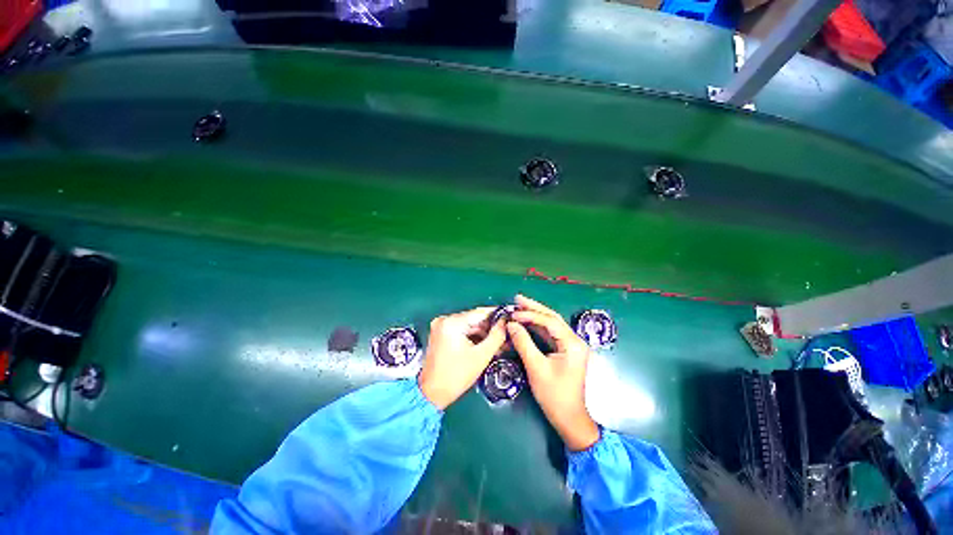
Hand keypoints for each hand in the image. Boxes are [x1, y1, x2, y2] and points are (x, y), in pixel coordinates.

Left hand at [418, 307, 506, 409]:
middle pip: (474, 319)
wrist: (432, 394)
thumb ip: (497, 336)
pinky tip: (484, 345)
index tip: (509, 318)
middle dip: (490, 328)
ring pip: (469, 326)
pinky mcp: (440, 334)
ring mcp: (441, 327)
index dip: (497, 315)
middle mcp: (444, 320)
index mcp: (452, 323)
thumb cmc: (455, 376)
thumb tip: (505, 323)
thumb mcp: (481, 356)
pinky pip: (461, 331)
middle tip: (506, 336)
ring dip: (483, 334)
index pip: (480, 313)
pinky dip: (473, 337)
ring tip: (498, 344)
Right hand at [507, 295, 599, 451]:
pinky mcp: (565, 350)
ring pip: (551, 324)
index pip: (550, 321)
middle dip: (534, 307)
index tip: (513, 313)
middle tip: (517, 298)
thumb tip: (511, 324)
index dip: (530, 315)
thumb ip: (523, 343)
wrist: (569, 418)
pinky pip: (550, 333)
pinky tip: (527, 321)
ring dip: (535, 315)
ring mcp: (571, 345)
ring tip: (519, 305)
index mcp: (572, 344)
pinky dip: (537, 326)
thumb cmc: (554, 395)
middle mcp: (574, 340)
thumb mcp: (536, 368)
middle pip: (552, 318)